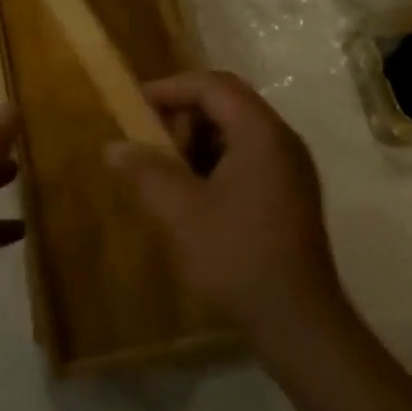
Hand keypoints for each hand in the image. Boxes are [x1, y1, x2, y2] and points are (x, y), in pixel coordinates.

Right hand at [108, 71, 344, 353]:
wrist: (299, 325)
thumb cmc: (238, 258)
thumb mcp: (180, 212)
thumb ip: (145, 171)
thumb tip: (112, 147)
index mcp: (261, 133)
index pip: (212, 85)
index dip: (170, 88)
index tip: (135, 108)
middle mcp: (282, 140)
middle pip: (226, 102)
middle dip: (183, 115)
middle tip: (152, 144)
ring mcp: (290, 167)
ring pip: (236, 129)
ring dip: (197, 139)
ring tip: (168, 172)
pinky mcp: (290, 193)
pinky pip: (247, 155)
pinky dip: (215, 160)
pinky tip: (194, 194)